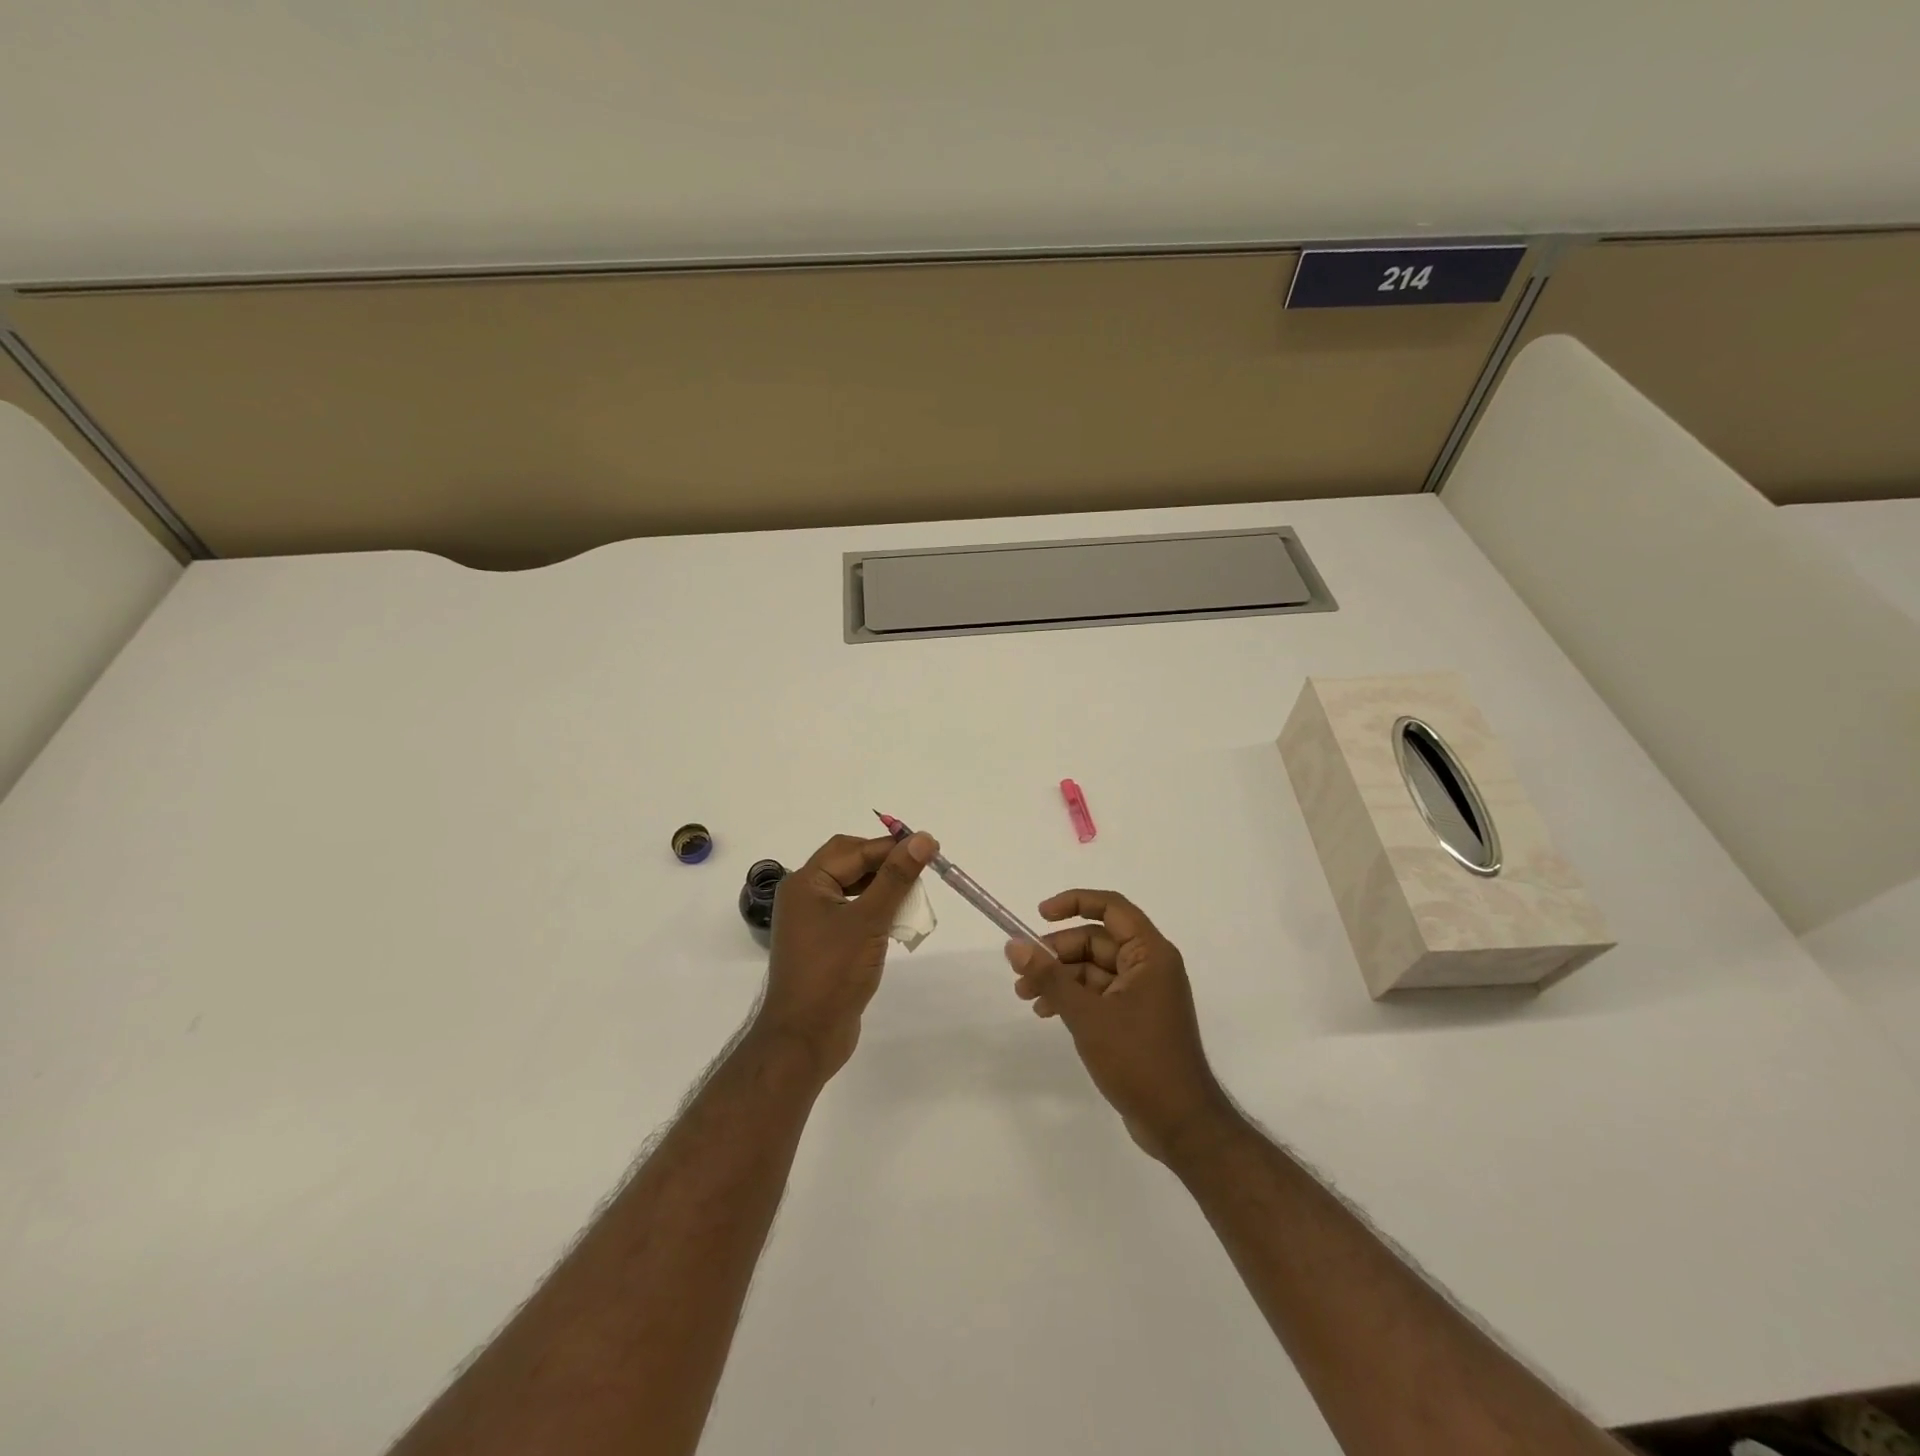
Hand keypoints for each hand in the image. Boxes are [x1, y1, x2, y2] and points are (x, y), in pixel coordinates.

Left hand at [754, 830, 936, 1081]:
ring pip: (854, 889)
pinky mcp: (824, 944)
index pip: (853, 849)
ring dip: (884, 889)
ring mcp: (813, 922)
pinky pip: (853, 914)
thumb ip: (897, 877)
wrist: (805, 1038)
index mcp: (806, 883)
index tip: (929, 848)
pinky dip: (876, 912)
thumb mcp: (870, 920)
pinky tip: (898, 923)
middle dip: (887, 866)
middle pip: (851, 864)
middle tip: (922, 871)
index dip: (891, 846)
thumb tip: (922, 838)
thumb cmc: (834, 973)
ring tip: (914, 898)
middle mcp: (805, 896)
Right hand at [1006, 890, 1232, 1160]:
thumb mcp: (1087, 1015)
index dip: (1074, 903)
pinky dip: (1073, 997)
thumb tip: (1014, 944)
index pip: (1111, 908)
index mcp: (1150, 954)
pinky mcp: (1135, 1019)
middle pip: (1097, 940)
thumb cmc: (1138, 1059)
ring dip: (1060, 977)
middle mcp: (1150, 966)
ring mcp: (1143, 994)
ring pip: (1094, 969)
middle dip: (1057, 952)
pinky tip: (1046, 1012)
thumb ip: (1050, 977)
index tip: (1039, 915)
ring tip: (1025, 996)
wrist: (1179, 1123)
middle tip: (1022, 971)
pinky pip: (1099, 993)